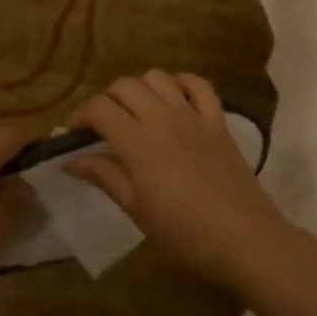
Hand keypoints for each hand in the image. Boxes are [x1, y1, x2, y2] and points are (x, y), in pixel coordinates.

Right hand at [66, 72, 289, 289]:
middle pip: (125, 85)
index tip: (75, 136)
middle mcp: (162, 118)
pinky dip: (181, 84)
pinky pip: (198, 85)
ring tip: (137, 112)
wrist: (244, 238)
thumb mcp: (137, 210)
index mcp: (137, 142)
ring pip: (158, 77)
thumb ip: (105, 176)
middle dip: (107, 100)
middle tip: (104, 127)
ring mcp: (193, 115)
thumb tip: (72, 161)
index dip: (81, 116)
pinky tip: (174, 100)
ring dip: (140, 88)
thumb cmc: (184, 233)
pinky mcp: (218, 120)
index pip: (99, 108)